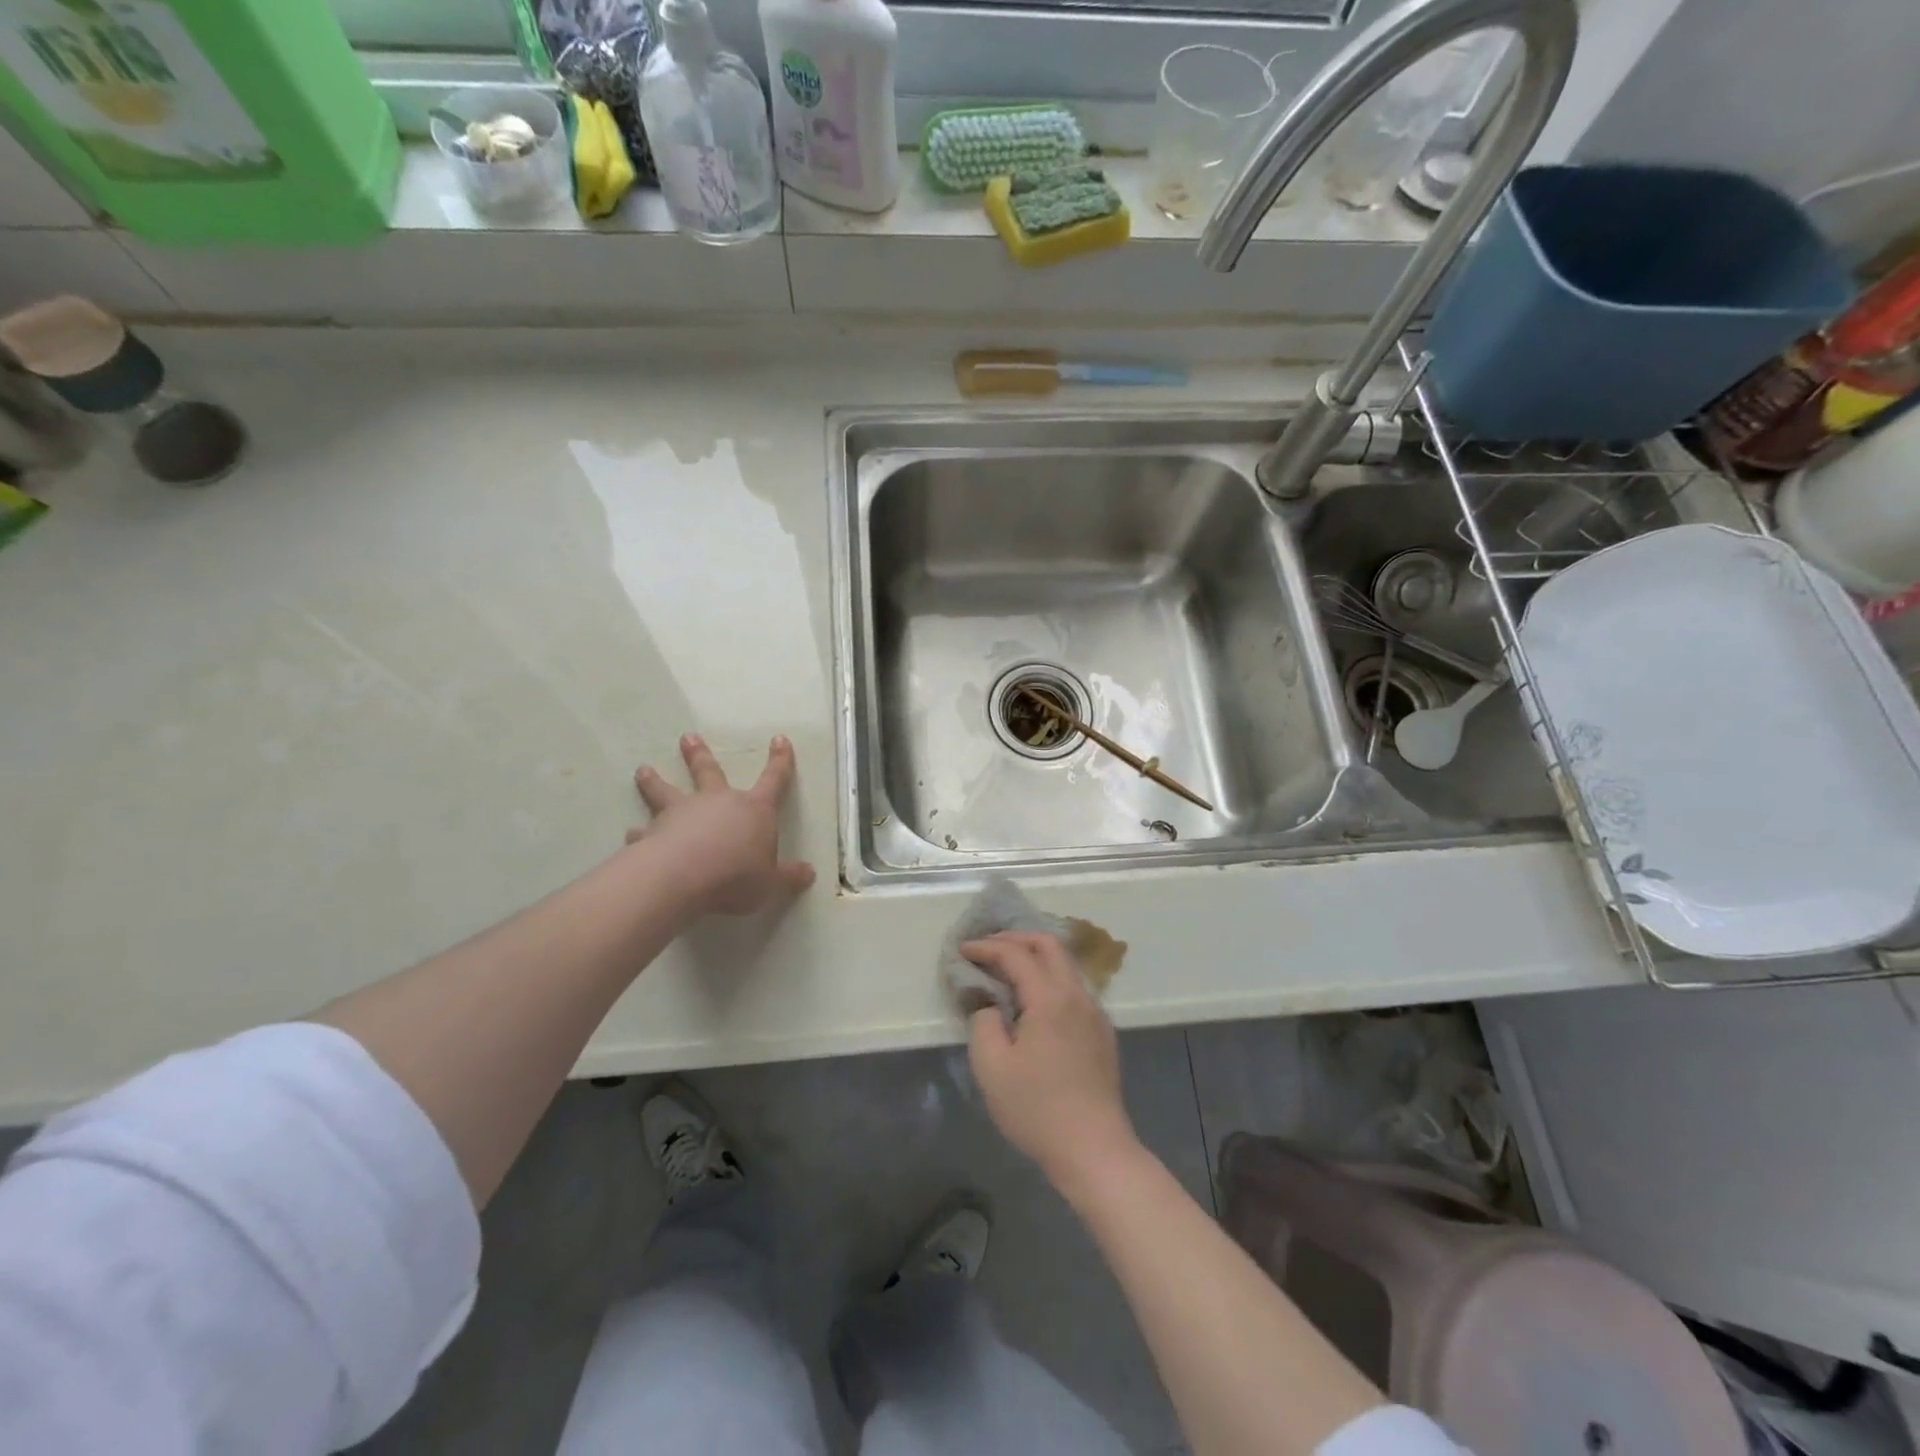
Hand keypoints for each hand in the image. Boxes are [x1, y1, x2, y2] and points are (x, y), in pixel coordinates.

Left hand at [629, 733, 816, 915]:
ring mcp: (681, 814)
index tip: (779, 739)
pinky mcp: (654, 833)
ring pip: (666, 791)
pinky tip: (630, 834)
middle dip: (700, 754)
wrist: (684, 877)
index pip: (774, 780)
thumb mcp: (771, 883)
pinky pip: (644, 831)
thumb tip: (809, 873)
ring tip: (642, 770)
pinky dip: (638, 833)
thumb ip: (788, 877)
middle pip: (710, 772)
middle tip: (687, 737)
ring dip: (655, 781)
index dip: (780, 761)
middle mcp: (717, 802)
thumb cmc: (737, 876)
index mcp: (754, 810)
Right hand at [964, 931, 1138, 1183]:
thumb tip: (990, 1005)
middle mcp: (1077, 995)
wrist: (1094, 1150)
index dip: (987, 947)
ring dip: (1035, 957)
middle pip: (1049, 945)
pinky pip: (1074, 988)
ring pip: (1065, 965)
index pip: (1016, 954)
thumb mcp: (992, 1067)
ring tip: (1007, 969)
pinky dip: (1050, 979)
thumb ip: (983, 1023)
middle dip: (1015, 938)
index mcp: (1050, 998)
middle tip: (987, 948)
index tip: (963, 950)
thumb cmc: (1037, 1109)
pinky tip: (1034, 1000)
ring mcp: (1095, 1013)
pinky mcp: (1102, 1032)